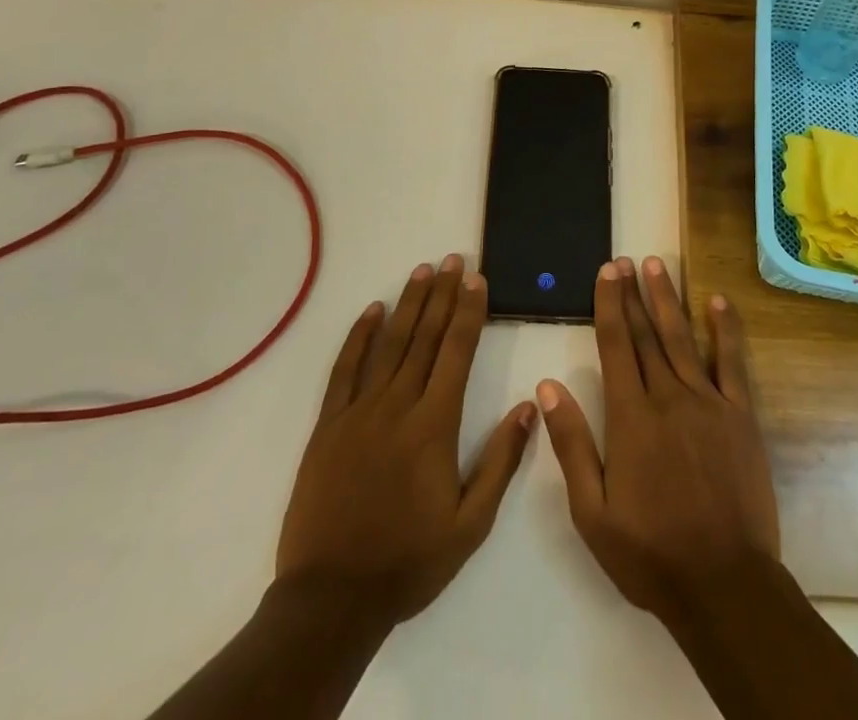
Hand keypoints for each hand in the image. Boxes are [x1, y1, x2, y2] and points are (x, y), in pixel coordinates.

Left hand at [276, 256, 536, 629]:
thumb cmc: (409, 561)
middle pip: (425, 337)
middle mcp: (398, 405)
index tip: (478, 279)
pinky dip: (359, 336)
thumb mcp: (470, 524)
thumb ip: (501, 462)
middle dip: (444, 294)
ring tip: (423, 271)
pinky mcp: (328, 425)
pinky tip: (372, 311)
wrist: (331, 600)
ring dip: (409, 304)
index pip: (457, 351)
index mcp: (434, 424)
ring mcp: (359, 412)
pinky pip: (345, 369)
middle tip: (454, 259)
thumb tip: (529, 406)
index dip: (469, 311)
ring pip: (389, 344)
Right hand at [537, 255, 778, 619]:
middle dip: (634, 294)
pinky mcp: (741, 416)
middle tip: (626, 260)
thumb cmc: (651, 554)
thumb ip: (572, 444)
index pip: (614, 346)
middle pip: (646, 334)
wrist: (725, 585)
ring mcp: (708, 403)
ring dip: (668, 299)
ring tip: (657, 266)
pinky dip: (725, 329)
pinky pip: (731, 363)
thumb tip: (549, 386)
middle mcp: (668, 397)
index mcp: (631, 418)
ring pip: (682, 338)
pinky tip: (718, 302)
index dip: (609, 304)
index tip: (607, 272)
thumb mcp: (593, 512)